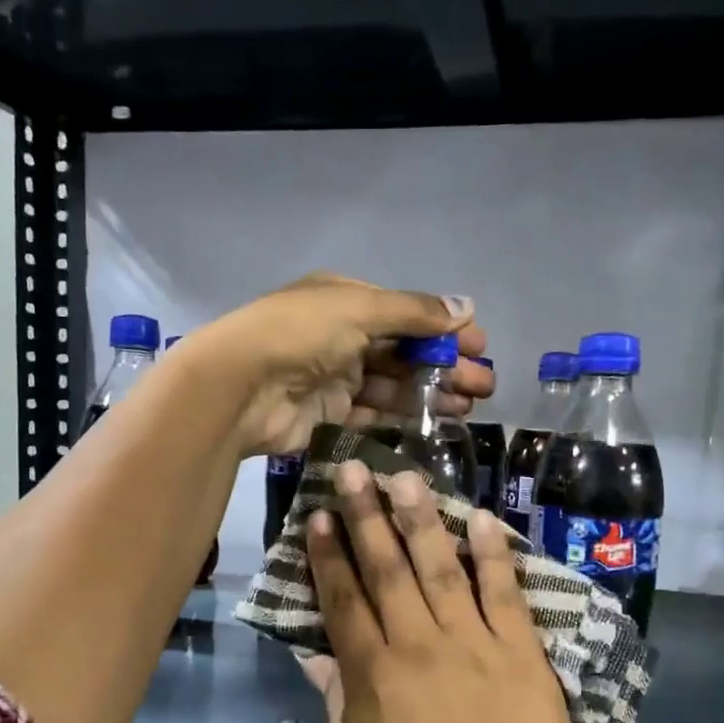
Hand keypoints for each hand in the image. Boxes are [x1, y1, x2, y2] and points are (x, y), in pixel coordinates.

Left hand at [181, 274, 492, 456]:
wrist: (240, 387)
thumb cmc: (300, 334)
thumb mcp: (360, 308)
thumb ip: (414, 312)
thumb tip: (467, 306)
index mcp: (347, 300)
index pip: (406, 314)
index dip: (444, 330)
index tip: (480, 347)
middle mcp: (342, 335)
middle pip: (404, 351)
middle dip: (445, 366)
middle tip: (483, 386)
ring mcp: (335, 377)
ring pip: (393, 385)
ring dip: (430, 393)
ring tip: (467, 407)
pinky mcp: (329, 414)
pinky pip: (374, 414)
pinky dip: (403, 417)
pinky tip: (435, 423)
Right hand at [307, 461, 627, 722]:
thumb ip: (338, 705)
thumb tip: (315, 654)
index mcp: (374, 676)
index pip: (343, 601)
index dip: (329, 556)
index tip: (320, 516)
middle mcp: (418, 644)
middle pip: (386, 569)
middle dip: (366, 516)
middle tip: (353, 468)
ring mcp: (473, 642)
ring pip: (440, 566)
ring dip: (421, 518)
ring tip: (406, 476)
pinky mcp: (521, 650)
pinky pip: (504, 591)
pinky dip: (493, 553)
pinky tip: (482, 518)